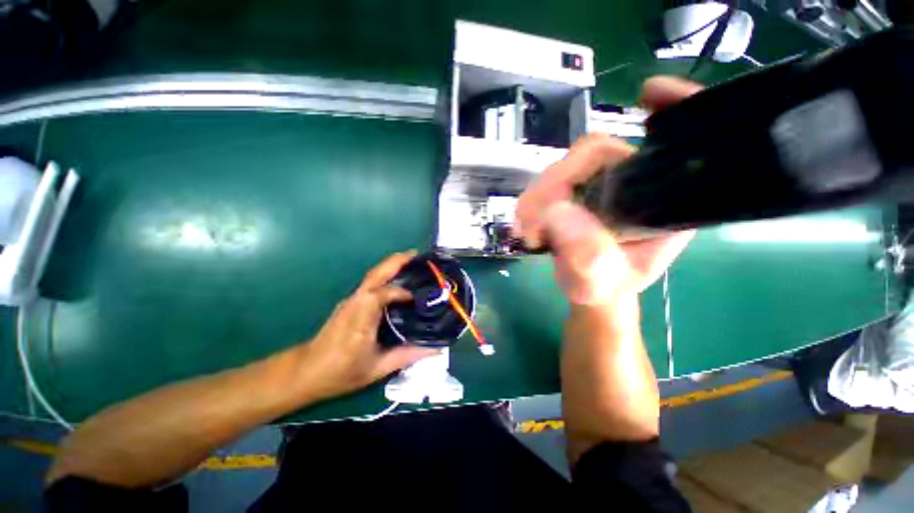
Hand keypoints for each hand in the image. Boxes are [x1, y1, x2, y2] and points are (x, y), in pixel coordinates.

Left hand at [298, 250, 438, 399]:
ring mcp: (351, 300)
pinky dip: (386, 276)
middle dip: (396, 261)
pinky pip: (371, 284)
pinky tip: (397, 281)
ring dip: (392, 266)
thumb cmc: (341, 372)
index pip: (383, 293)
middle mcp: (356, 302)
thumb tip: (436, 348)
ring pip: (373, 276)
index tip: (420, 299)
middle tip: (417, 254)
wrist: (306, 372)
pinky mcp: (350, 302)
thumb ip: (408, 355)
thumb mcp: (377, 368)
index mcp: (362, 317)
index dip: (403, 293)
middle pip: (376, 274)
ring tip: (411, 263)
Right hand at [515, 77, 702, 305]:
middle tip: (532, 221)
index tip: (648, 95)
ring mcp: (599, 181)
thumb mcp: (600, 283)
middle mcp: (633, 181)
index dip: (675, 107)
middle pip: (594, 154)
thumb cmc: (604, 286)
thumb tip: (559, 215)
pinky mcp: (573, 187)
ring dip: (536, 196)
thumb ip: (586, 259)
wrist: (585, 285)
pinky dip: (530, 201)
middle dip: (555, 183)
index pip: (676, 144)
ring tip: (527, 231)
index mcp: (662, 201)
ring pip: (563, 166)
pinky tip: (527, 225)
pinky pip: (547, 181)